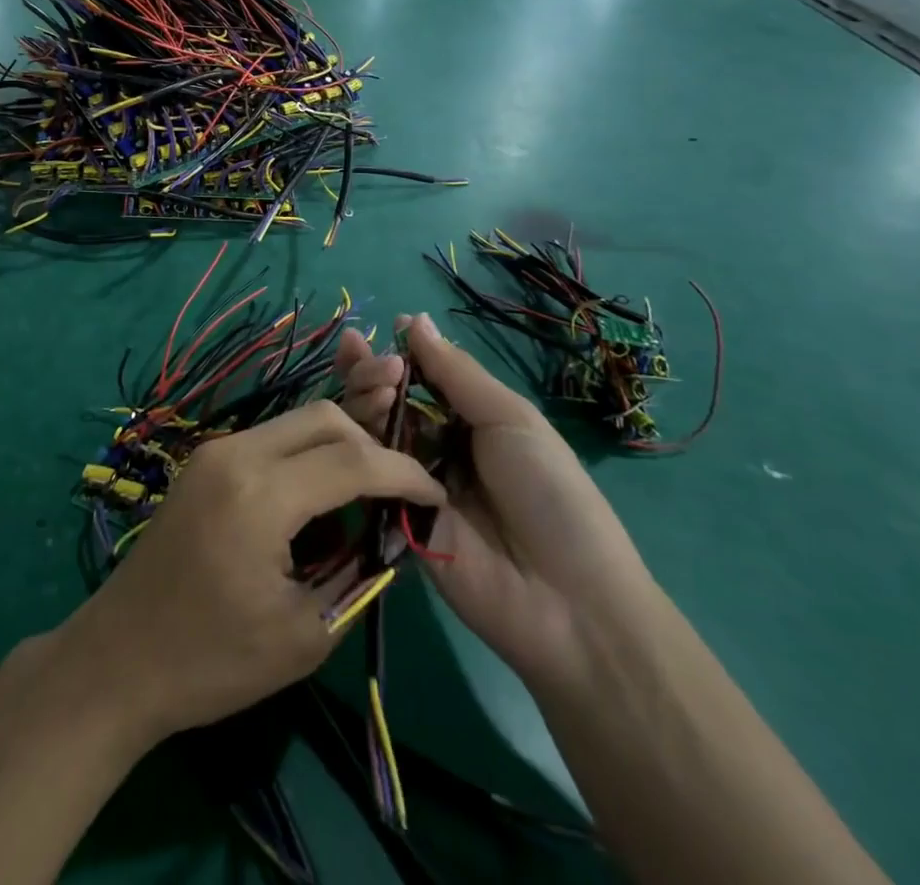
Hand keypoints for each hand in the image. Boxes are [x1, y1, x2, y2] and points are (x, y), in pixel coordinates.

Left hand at [55, 401, 443, 743]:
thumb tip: (385, 536)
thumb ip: (355, 575)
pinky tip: (316, 500)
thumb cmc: (211, 661)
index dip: (402, 474)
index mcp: (260, 493)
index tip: (434, 496)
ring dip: (336, 447)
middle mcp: (236, 453)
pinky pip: (270, 440)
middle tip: (397, 490)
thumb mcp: (304, 634)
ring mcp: (214, 451)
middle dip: (370, 445)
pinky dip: (304, 457)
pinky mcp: (203, 462)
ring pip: (295, 423)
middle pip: (323, 418)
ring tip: (362, 497)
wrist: (118, 659)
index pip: (352, 460)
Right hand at [334, 314, 653, 688]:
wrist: (566, 601)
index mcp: (470, 419)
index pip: (421, 377)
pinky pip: (367, 475)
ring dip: (363, 399)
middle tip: (363, 356)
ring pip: (371, 431)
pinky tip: (353, 423)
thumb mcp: (511, 418)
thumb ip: (456, 373)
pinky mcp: (392, 517)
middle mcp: (435, 445)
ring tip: (371, 384)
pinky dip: (356, 446)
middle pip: (389, 400)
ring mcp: (411, 481)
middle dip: (371, 371)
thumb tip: (414, 319)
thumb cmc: (550, 494)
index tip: (371, 331)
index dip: (396, 354)